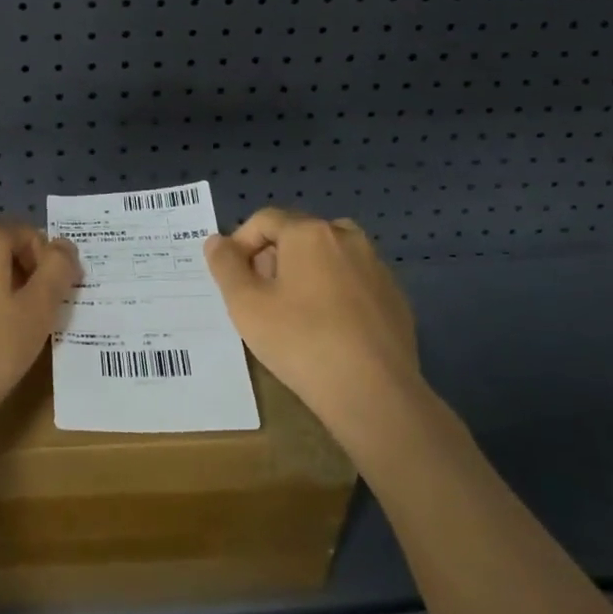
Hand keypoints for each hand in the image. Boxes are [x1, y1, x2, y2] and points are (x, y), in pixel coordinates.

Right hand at [206, 208, 424, 449]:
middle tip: (259, 299)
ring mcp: (377, 267)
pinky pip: (354, 283)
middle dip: (273, 258)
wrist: (375, 393)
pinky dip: (336, 294)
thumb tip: (217, 241)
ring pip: (329, 258)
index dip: (240, 244)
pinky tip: (330, 331)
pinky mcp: (395, 297)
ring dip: (305, 274)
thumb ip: (225, 266)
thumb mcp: (246, 305)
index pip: (264, 220)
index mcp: (310, 232)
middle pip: (298, 235)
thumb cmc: (301, 341)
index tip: (232, 279)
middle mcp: (347, 237)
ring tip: (293, 314)